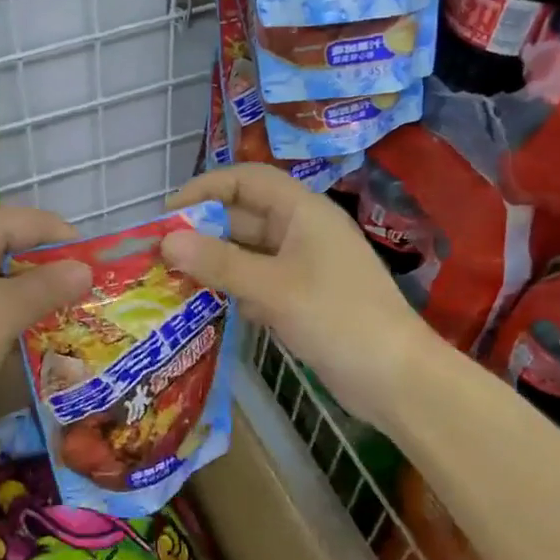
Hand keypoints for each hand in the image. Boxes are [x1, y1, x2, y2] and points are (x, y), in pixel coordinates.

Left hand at [0, 204, 92, 416]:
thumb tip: (84, 269)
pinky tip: (17, 324)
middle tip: (80, 298)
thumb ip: (49, 285)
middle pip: (13, 239)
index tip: (98, 274)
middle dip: (48, 267)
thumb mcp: (6, 312)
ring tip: (56, 314)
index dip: (69, 244)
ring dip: (26, 287)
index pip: (33, 220)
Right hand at [161, 164, 434, 425]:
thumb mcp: (272, 288)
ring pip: (249, 252)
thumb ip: (218, 262)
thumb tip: (166, 240)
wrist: (397, 379)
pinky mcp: (303, 298)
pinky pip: (259, 281)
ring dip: (215, 262)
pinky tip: (211, 308)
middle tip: (162, 253)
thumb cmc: (337, 318)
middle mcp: (302, 231)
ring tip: (175, 280)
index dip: (206, 188)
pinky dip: (234, 289)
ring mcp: (304, 266)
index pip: (247, 180)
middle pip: (244, 216)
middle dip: (204, 231)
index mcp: (303, 212)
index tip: (168, 213)